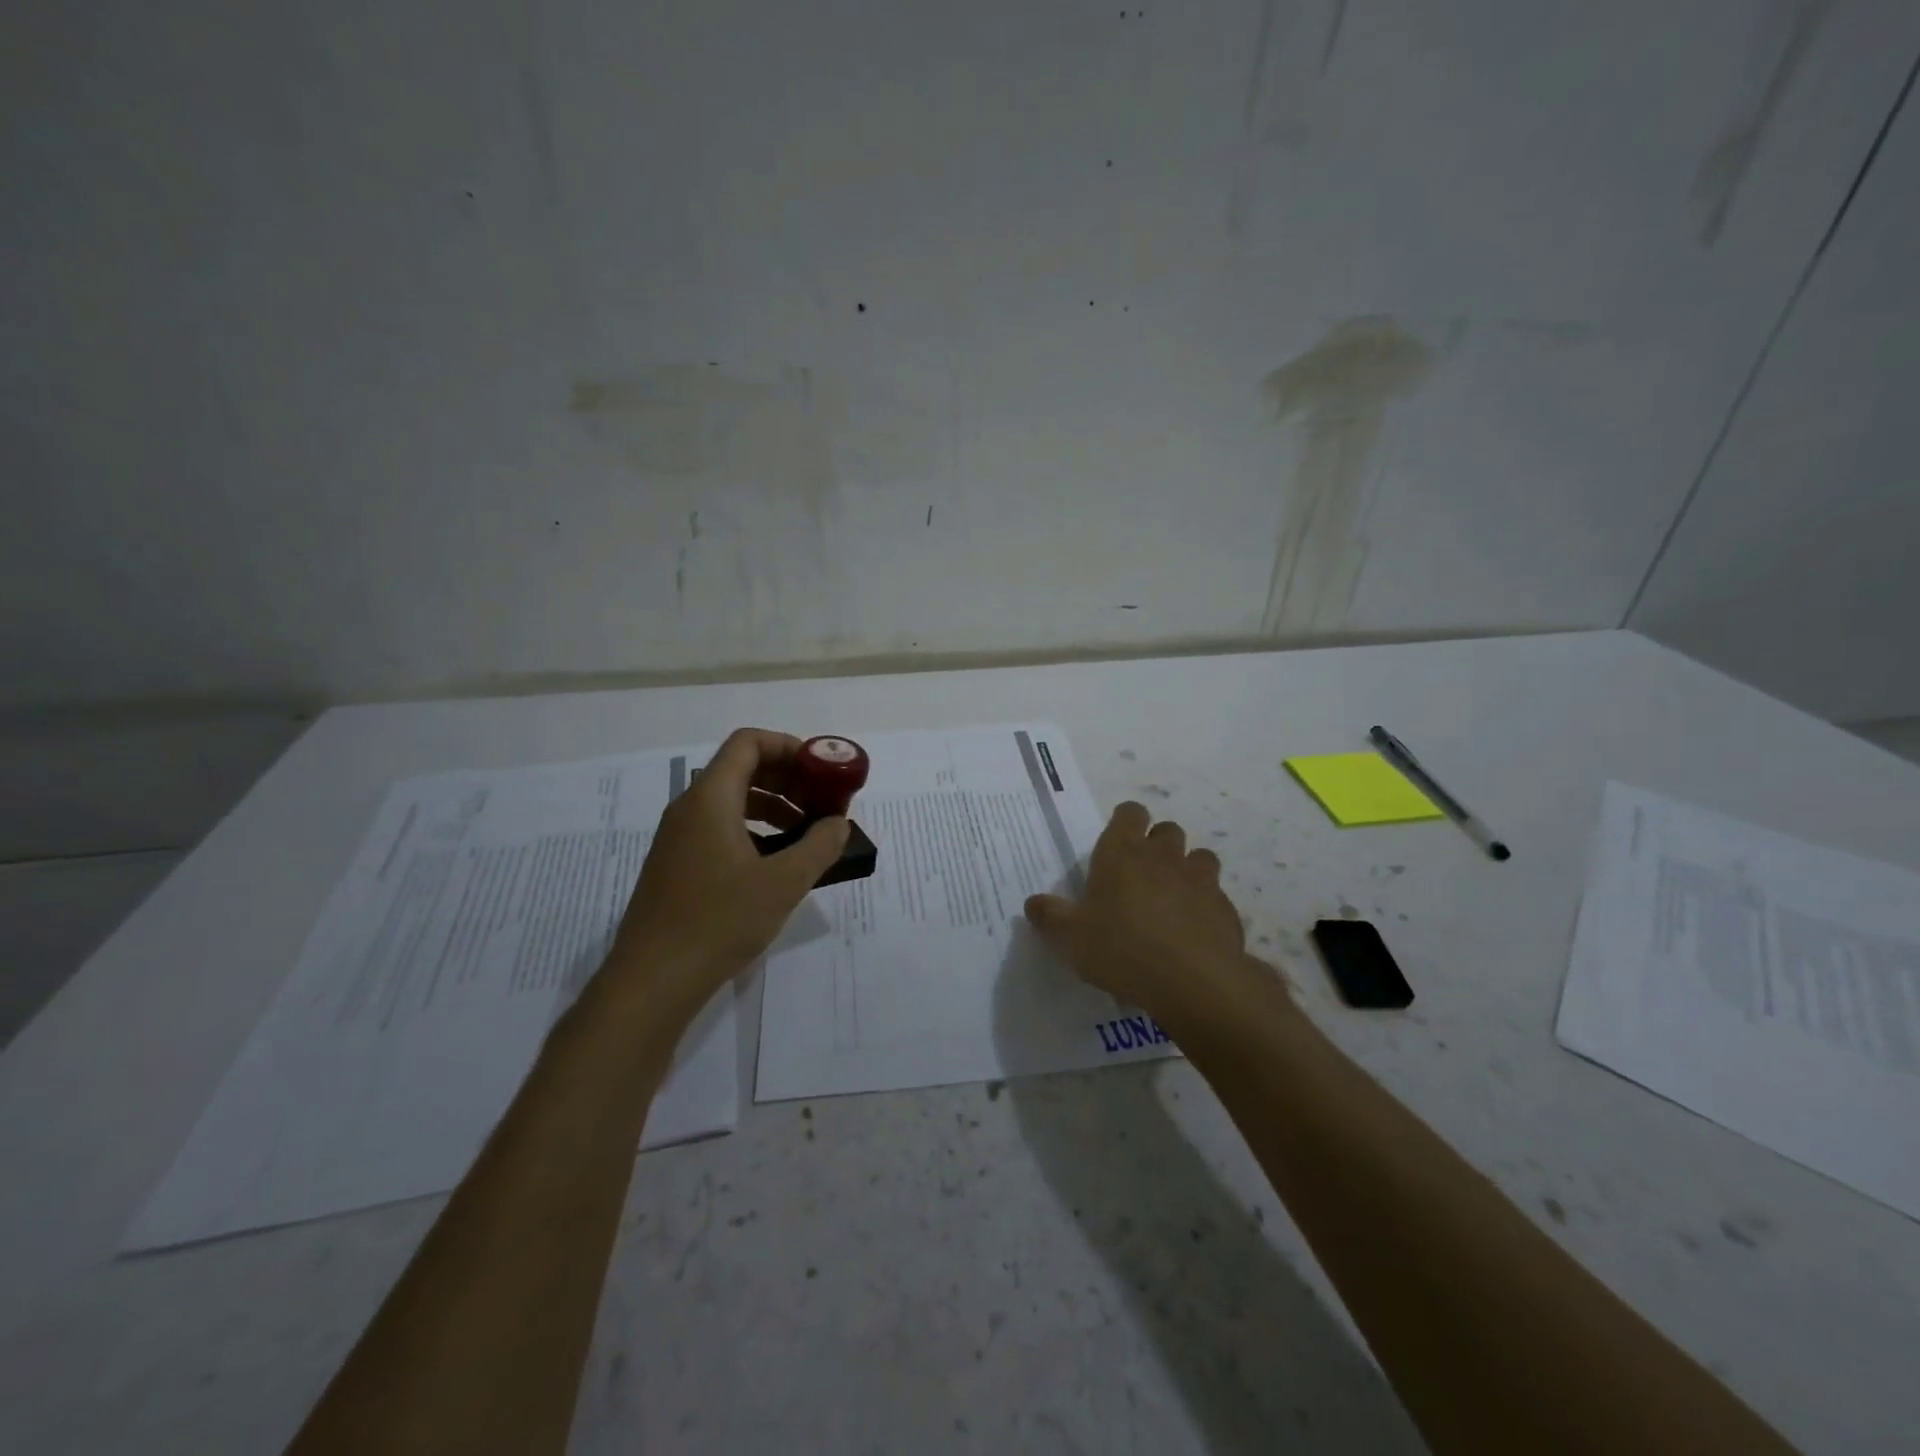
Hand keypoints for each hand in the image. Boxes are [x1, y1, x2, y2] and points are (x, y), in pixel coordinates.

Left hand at [603, 728, 849, 1020]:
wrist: (653, 980)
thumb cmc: (719, 921)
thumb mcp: (783, 883)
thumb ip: (819, 846)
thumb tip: (838, 824)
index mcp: (710, 798)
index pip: (748, 743)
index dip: (788, 747)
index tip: (821, 772)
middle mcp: (689, 808)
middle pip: (741, 768)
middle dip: (787, 778)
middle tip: (821, 803)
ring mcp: (678, 838)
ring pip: (731, 800)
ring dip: (772, 806)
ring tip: (806, 834)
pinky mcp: (677, 865)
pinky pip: (719, 828)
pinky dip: (753, 830)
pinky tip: (775, 864)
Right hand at [1025, 802, 1269, 1029]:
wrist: (1193, 980)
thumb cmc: (1121, 948)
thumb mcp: (1070, 938)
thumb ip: (1050, 916)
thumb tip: (1032, 903)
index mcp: (1122, 853)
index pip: (1130, 813)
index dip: (1125, 821)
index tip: (1117, 842)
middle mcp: (1163, 856)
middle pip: (1167, 830)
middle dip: (1157, 844)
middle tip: (1141, 874)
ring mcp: (1200, 879)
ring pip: (1199, 856)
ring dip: (1187, 869)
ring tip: (1173, 897)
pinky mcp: (1225, 907)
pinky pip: (1216, 894)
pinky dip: (1206, 905)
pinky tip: (1194, 930)